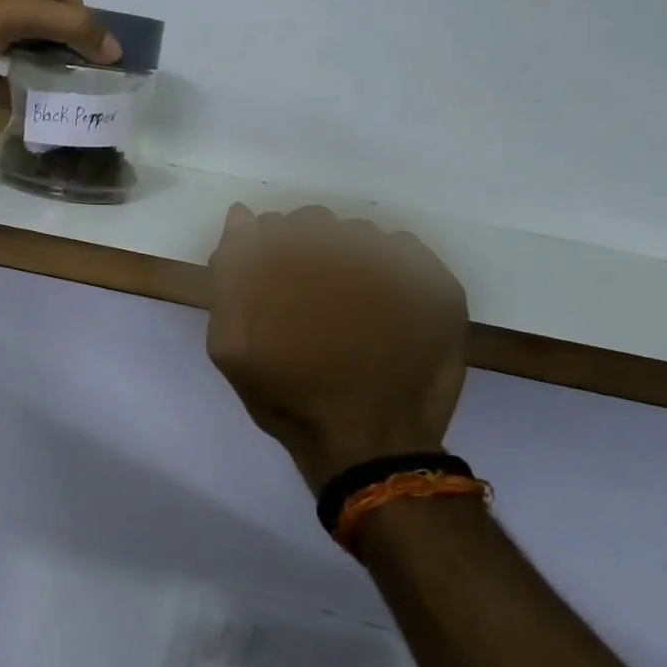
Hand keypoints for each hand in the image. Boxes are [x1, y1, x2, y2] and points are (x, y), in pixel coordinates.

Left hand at [0, 0, 119, 118]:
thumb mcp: (12, 15)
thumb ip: (66, 25)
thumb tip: (112, 47)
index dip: (71, 4)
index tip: (97, 32)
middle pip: (29, 16)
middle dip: (59, 37)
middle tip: (89, 63)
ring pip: (13, 47)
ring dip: (39, 64)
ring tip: (71, 84)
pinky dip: (13, 90)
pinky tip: (35, 105)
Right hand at [206, 206, 469, 492]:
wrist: (369, 450)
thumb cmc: (292, 399)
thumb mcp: (232, 347)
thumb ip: (229, 276)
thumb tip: (242, 216)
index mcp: (296, 262)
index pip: (278, 226)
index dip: (272, 252)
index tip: (276, 284)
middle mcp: (348, 251)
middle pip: (320, 225)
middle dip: (309, 251)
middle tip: (312, 298)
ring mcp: (399, 267)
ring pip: (363, 236)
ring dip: (349, 258)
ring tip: (350, 307)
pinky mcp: (438, 287)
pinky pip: (406, 251)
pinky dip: (392, 268)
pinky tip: (384, 306)